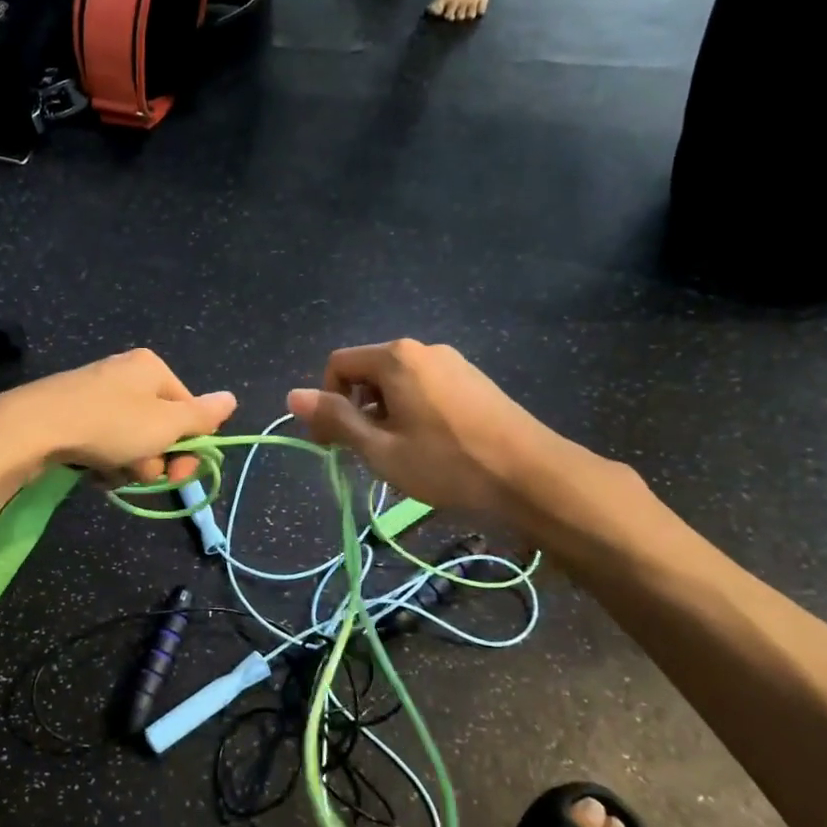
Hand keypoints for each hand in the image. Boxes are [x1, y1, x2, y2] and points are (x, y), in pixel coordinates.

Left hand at [0, 349, 236, 484]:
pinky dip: (105, 461)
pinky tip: (94, 472)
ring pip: (132, 440)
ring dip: (130, 464)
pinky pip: (104, 442)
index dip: (189, 446)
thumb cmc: (110, 424)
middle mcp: (126, 374)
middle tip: (142, 474)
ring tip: (111, 472)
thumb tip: (232, 398)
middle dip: (155, 458)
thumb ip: (201, 415)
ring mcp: (97, 393)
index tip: (179, 473)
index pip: (188, 410)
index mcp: (151, 368)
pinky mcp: (73, 414)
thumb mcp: (165, 424)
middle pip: (160, 427)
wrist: (33, 428)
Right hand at [287, 340, 635, 546]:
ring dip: (384, 414)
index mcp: (396, 357)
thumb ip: (336, 420)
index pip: (338, 365)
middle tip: (365, 455)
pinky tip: (430, 447)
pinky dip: (412, 412)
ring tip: (400, 456)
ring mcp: (453, 363)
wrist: (533, 478)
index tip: (332, 445)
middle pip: (368, 372)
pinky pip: (425, 388)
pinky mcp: (474, 380)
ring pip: (398, 383)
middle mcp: (423, 349)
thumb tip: (292, 395)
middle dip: (356, 410)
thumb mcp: (380, 450)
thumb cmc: (448, 465)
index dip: (326, 403)